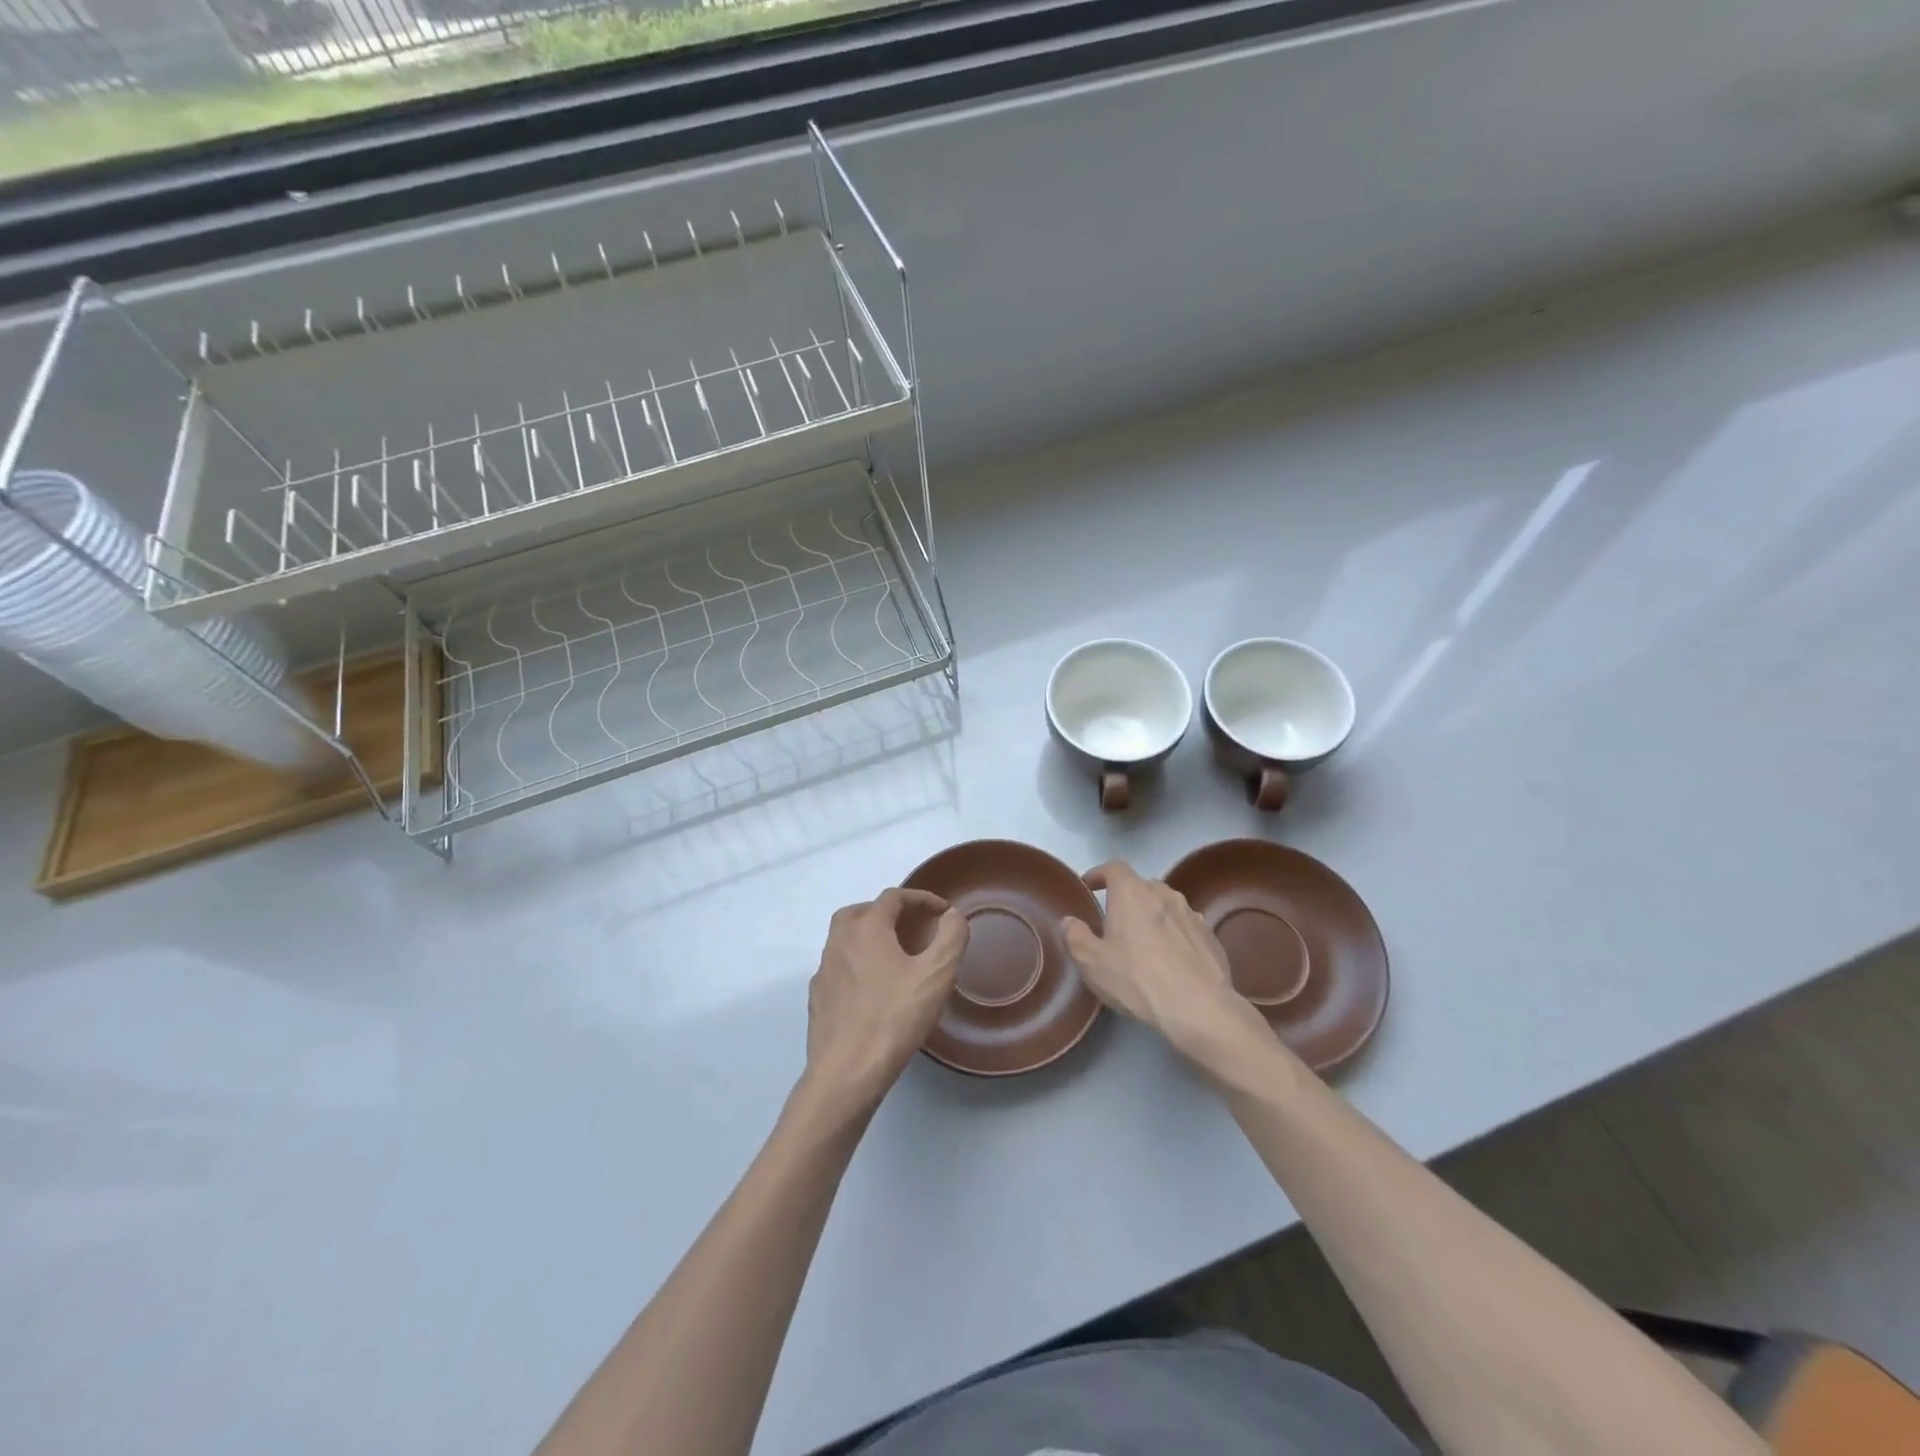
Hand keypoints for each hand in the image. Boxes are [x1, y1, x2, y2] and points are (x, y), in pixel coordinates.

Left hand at [801, 888, 968, 1119]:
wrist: (846, 1073)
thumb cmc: (894, 1018)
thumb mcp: (936, 975)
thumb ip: (950, 937)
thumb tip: (952, 915)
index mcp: (866, 928)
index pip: (893, 897)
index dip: (920, 898)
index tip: (942, 911)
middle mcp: (839, 941)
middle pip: (861, 911)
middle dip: (888, 912)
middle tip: (912, 926)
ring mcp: (824, 970)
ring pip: (845, 938)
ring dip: (869, 936)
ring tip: (895, 956)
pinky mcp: (817, 998)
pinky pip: (839, 967)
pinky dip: (857, 963)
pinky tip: (873, 987)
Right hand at [1063, 861, 1278, 1074]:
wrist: (1199, 1008)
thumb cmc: (1136, 980)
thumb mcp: (1092, 962)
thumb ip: (1075, 936)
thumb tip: (1070, 921)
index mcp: (1132, 893)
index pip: (1114, 867)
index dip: (1099, 874)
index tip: (1088, 886)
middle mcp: (1163, 894)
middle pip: (1141, 885)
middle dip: (1126, 896)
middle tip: (1114, 920)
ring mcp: (1191, 914)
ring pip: (1166, 904)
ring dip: (1152, 915)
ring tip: (1143, 939)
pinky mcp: (1210, 936)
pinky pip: (1185, 926)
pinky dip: (1174, 933)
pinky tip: (1170, 958)